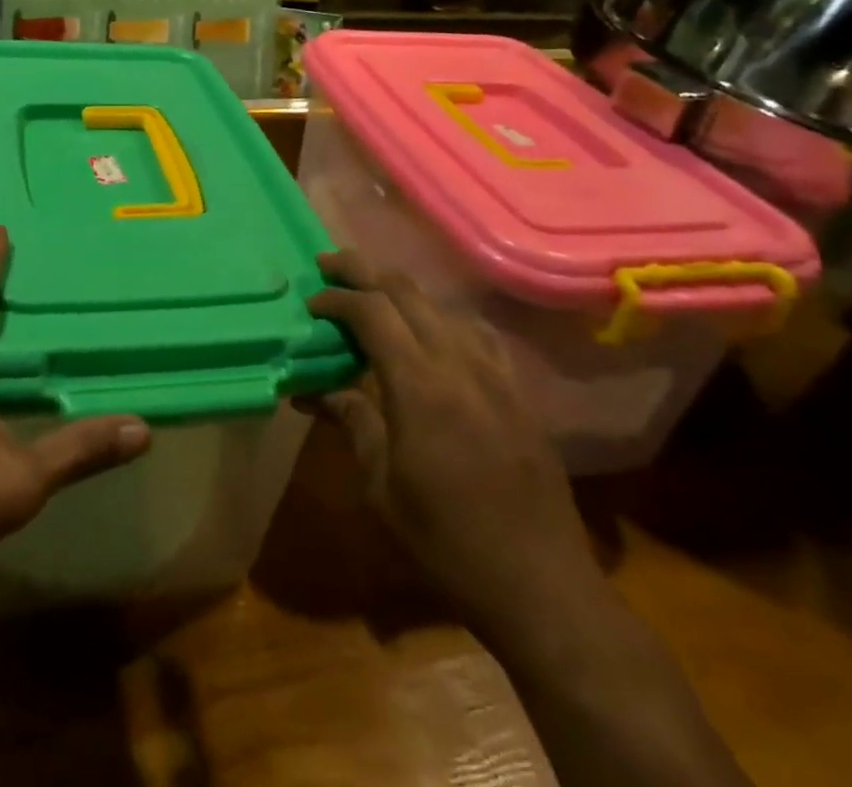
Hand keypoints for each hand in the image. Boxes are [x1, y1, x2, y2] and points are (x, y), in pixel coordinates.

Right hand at [304, 250, 601, 644]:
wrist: (541, 586)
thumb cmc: (446, 542)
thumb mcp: (381, 487)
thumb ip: (351, 422)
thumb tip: (314, 389)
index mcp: (419, 386)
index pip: (372, 312)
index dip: (337, 298)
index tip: (311, 302)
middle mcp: (459, 364)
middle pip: (406, 292)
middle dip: (363, 270)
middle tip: (330, 265)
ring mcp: (494, 374)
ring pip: (441, 306)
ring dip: (400, 291)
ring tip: (370, 293)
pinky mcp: (516, 391)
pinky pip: (475, 333)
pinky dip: (441, 317)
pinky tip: (431, 332)